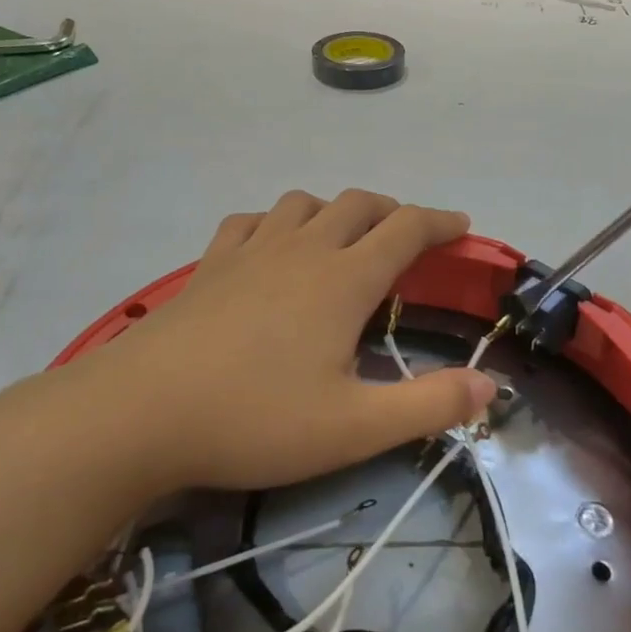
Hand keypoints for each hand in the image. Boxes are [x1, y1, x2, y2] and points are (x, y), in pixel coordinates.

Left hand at [65, 190, 496, 492]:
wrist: (139, 413)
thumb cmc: (255, 419)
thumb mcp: (355, 427)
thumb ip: (429, 405)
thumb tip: (491, 387)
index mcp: (344, 279)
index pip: (407, 228)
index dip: (441, 222)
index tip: (462, 227)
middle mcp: (303, 249)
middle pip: (359, 205)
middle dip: (394, 212)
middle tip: (410, 238)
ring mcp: (251, 251)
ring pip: (305, 204)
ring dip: (336, 211)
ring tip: (345, 240)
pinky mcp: (210, 264)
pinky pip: (252, 221)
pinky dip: (277, 222)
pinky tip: (273, 247)